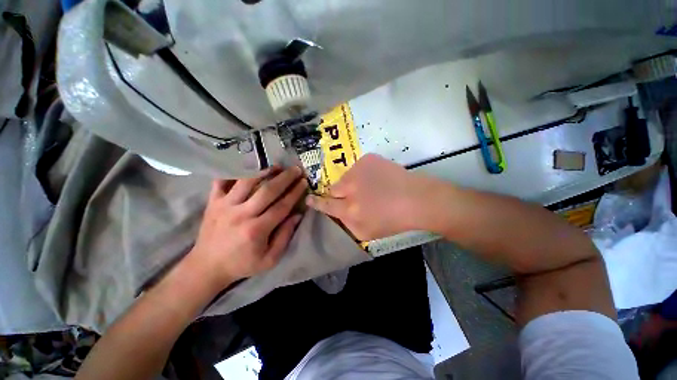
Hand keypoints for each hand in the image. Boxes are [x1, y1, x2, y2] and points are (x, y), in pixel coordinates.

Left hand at [190, 167, 306, 288]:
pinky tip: (247, 166)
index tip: (304, 182)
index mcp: (257, 230)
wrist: (206, 267)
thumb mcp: (270, 259)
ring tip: (277, 166)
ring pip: (246, 182)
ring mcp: (225, 206)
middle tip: (296, 169)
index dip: (295, 192)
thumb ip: (285, 236)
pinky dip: (233, 171)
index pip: (281, 206)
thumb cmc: (242, 264)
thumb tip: (298, 215)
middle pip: (267, 191)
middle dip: (285, 178)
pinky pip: (221, 181)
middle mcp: (241, 214)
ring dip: (264, 171)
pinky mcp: (213, 202)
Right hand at [306, 154, 431, 240]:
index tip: (309, 198)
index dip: (316, 202)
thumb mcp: (367, 232)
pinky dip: (364, 173)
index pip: (326, 204)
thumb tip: (338, 214)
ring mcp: (358, 171)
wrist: (416, 199)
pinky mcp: (367, 159)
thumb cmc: (393, 221)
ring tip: (370, 187)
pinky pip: (358, 167)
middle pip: (333, 188)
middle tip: (354, 195)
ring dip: (353, 182)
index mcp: (350, 210)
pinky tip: (378, 178)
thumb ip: (348, 224)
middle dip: (339, 192)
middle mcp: (350, 188)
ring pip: (346, 177)